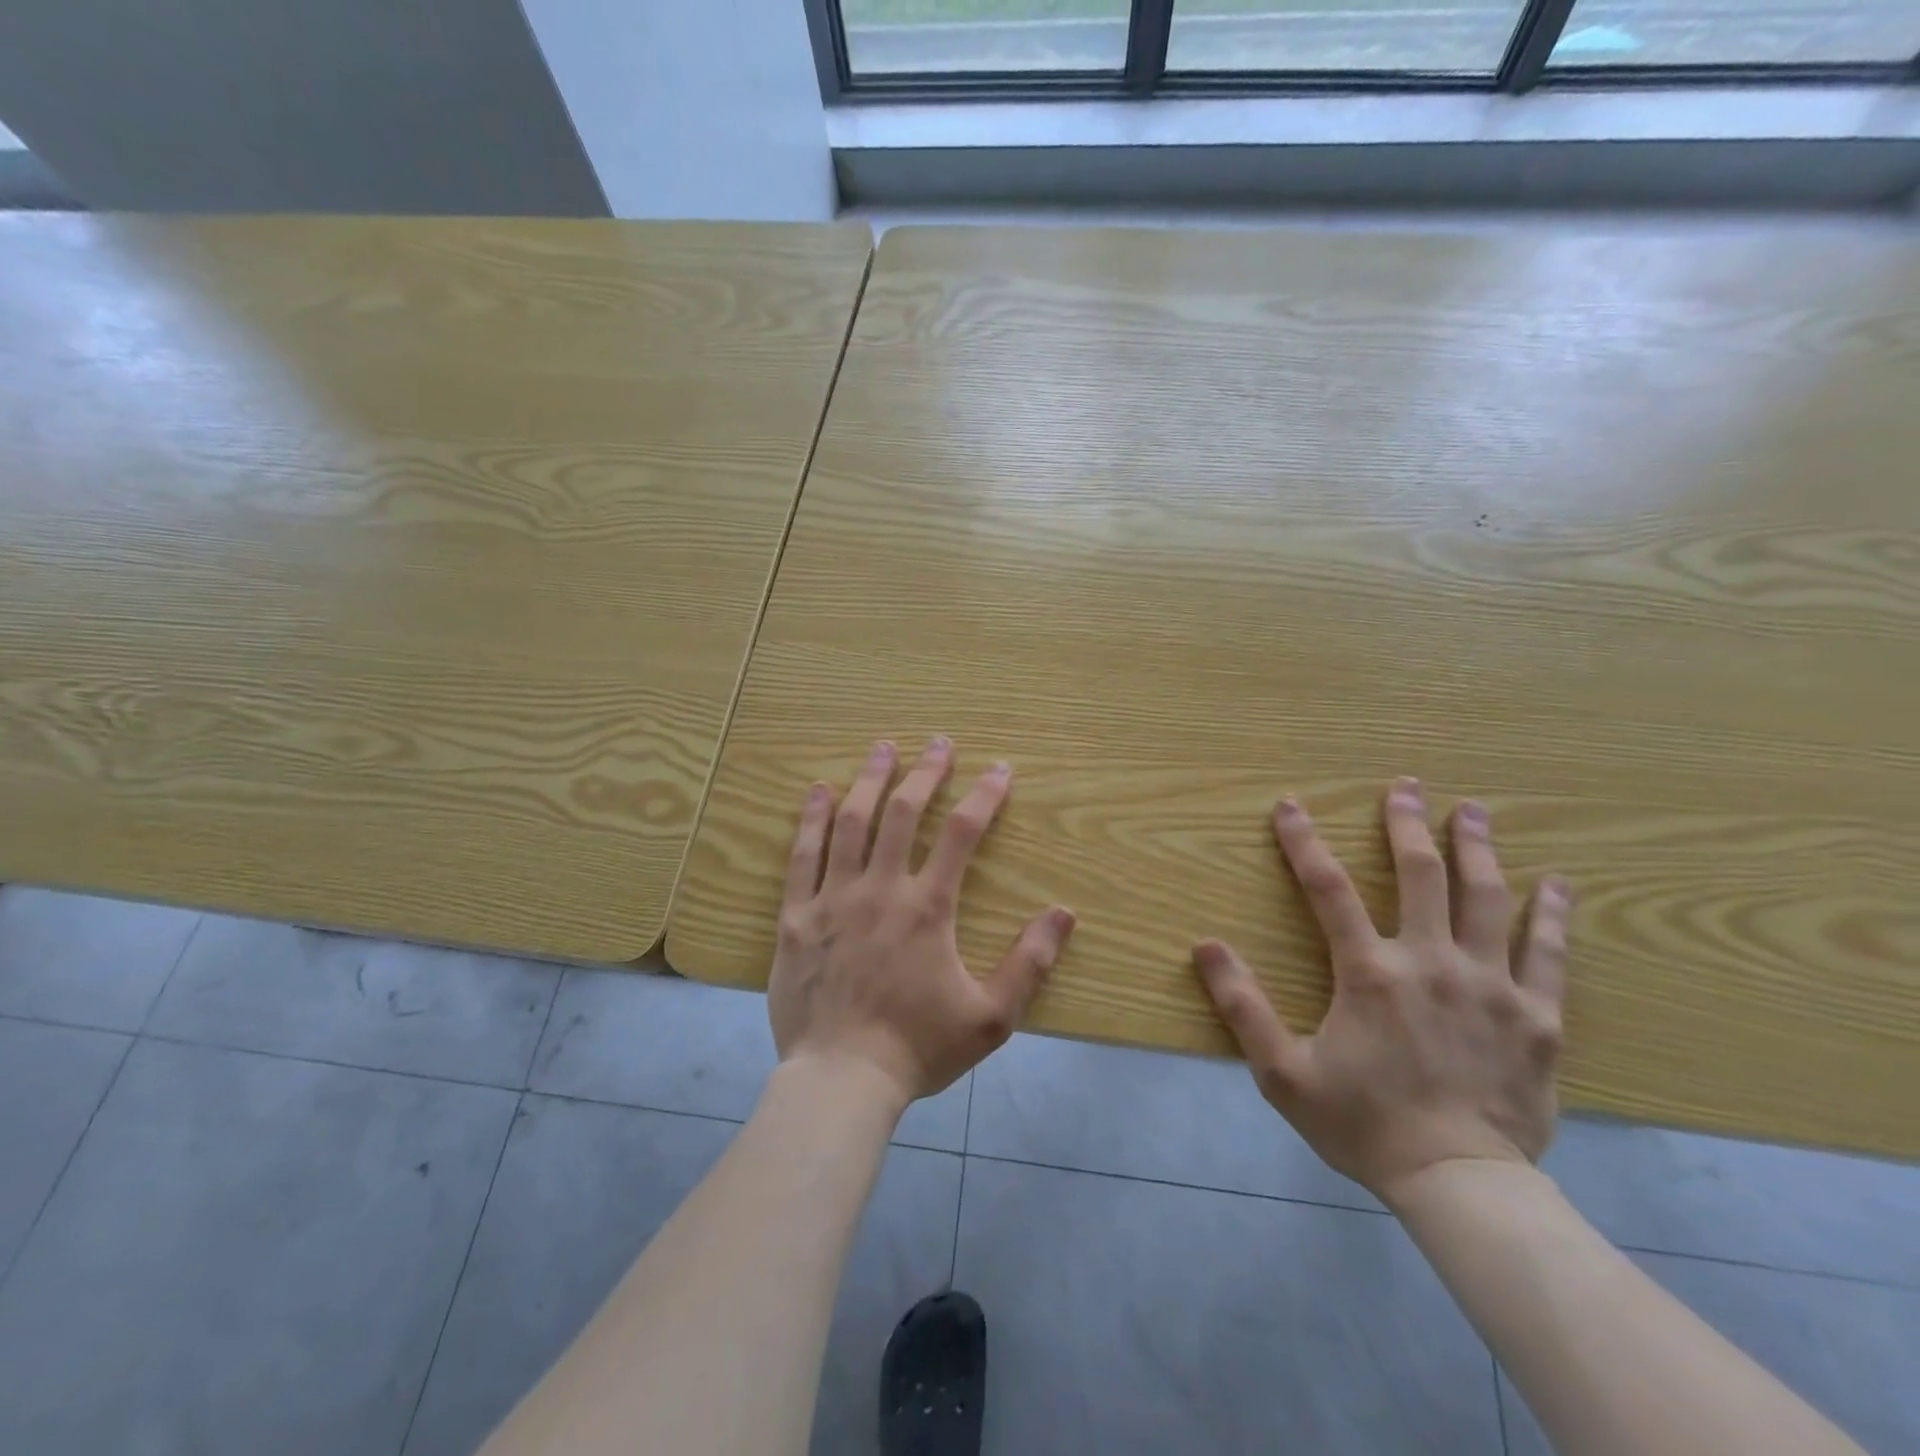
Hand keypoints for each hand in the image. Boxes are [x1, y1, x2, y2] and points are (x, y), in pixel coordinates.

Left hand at [769, 736, 1076, 1108]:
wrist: (841, 1080)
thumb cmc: (918, 1048)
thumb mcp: (991, 1016)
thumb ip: (1029, 963)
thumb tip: (1064, 913)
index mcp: (927, 908)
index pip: (961, 834)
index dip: (984, 796)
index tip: (1000, 769)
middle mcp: (880, 890)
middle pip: (903, 813)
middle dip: (925, 772)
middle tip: (939, 743)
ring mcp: (833, 899)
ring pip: (851, 823)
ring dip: (870, 780)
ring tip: (883, 748)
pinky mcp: (796, 916)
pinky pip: (803, 856)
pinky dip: (812, 819)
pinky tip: (819, 790)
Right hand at [1193, 778, 1571, 1204]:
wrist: (1459, 1184)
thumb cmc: (1363, 1124)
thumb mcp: (1281, 1071)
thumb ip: (1242, 1005)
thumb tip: (1204, 945)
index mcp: (1370, 972)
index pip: (1328, 888)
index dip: (1303, 841)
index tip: (1289, 804)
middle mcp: (1432, 962)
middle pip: (1422, 875)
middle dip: (1408, 824)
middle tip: (1407, 786)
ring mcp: (1491, 985)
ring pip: (1487, 899)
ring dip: (1478, 848)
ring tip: (1474, 811)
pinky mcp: (1539, 1017)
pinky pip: (1548, 953)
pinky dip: (1550, 913)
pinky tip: (1557, 882)